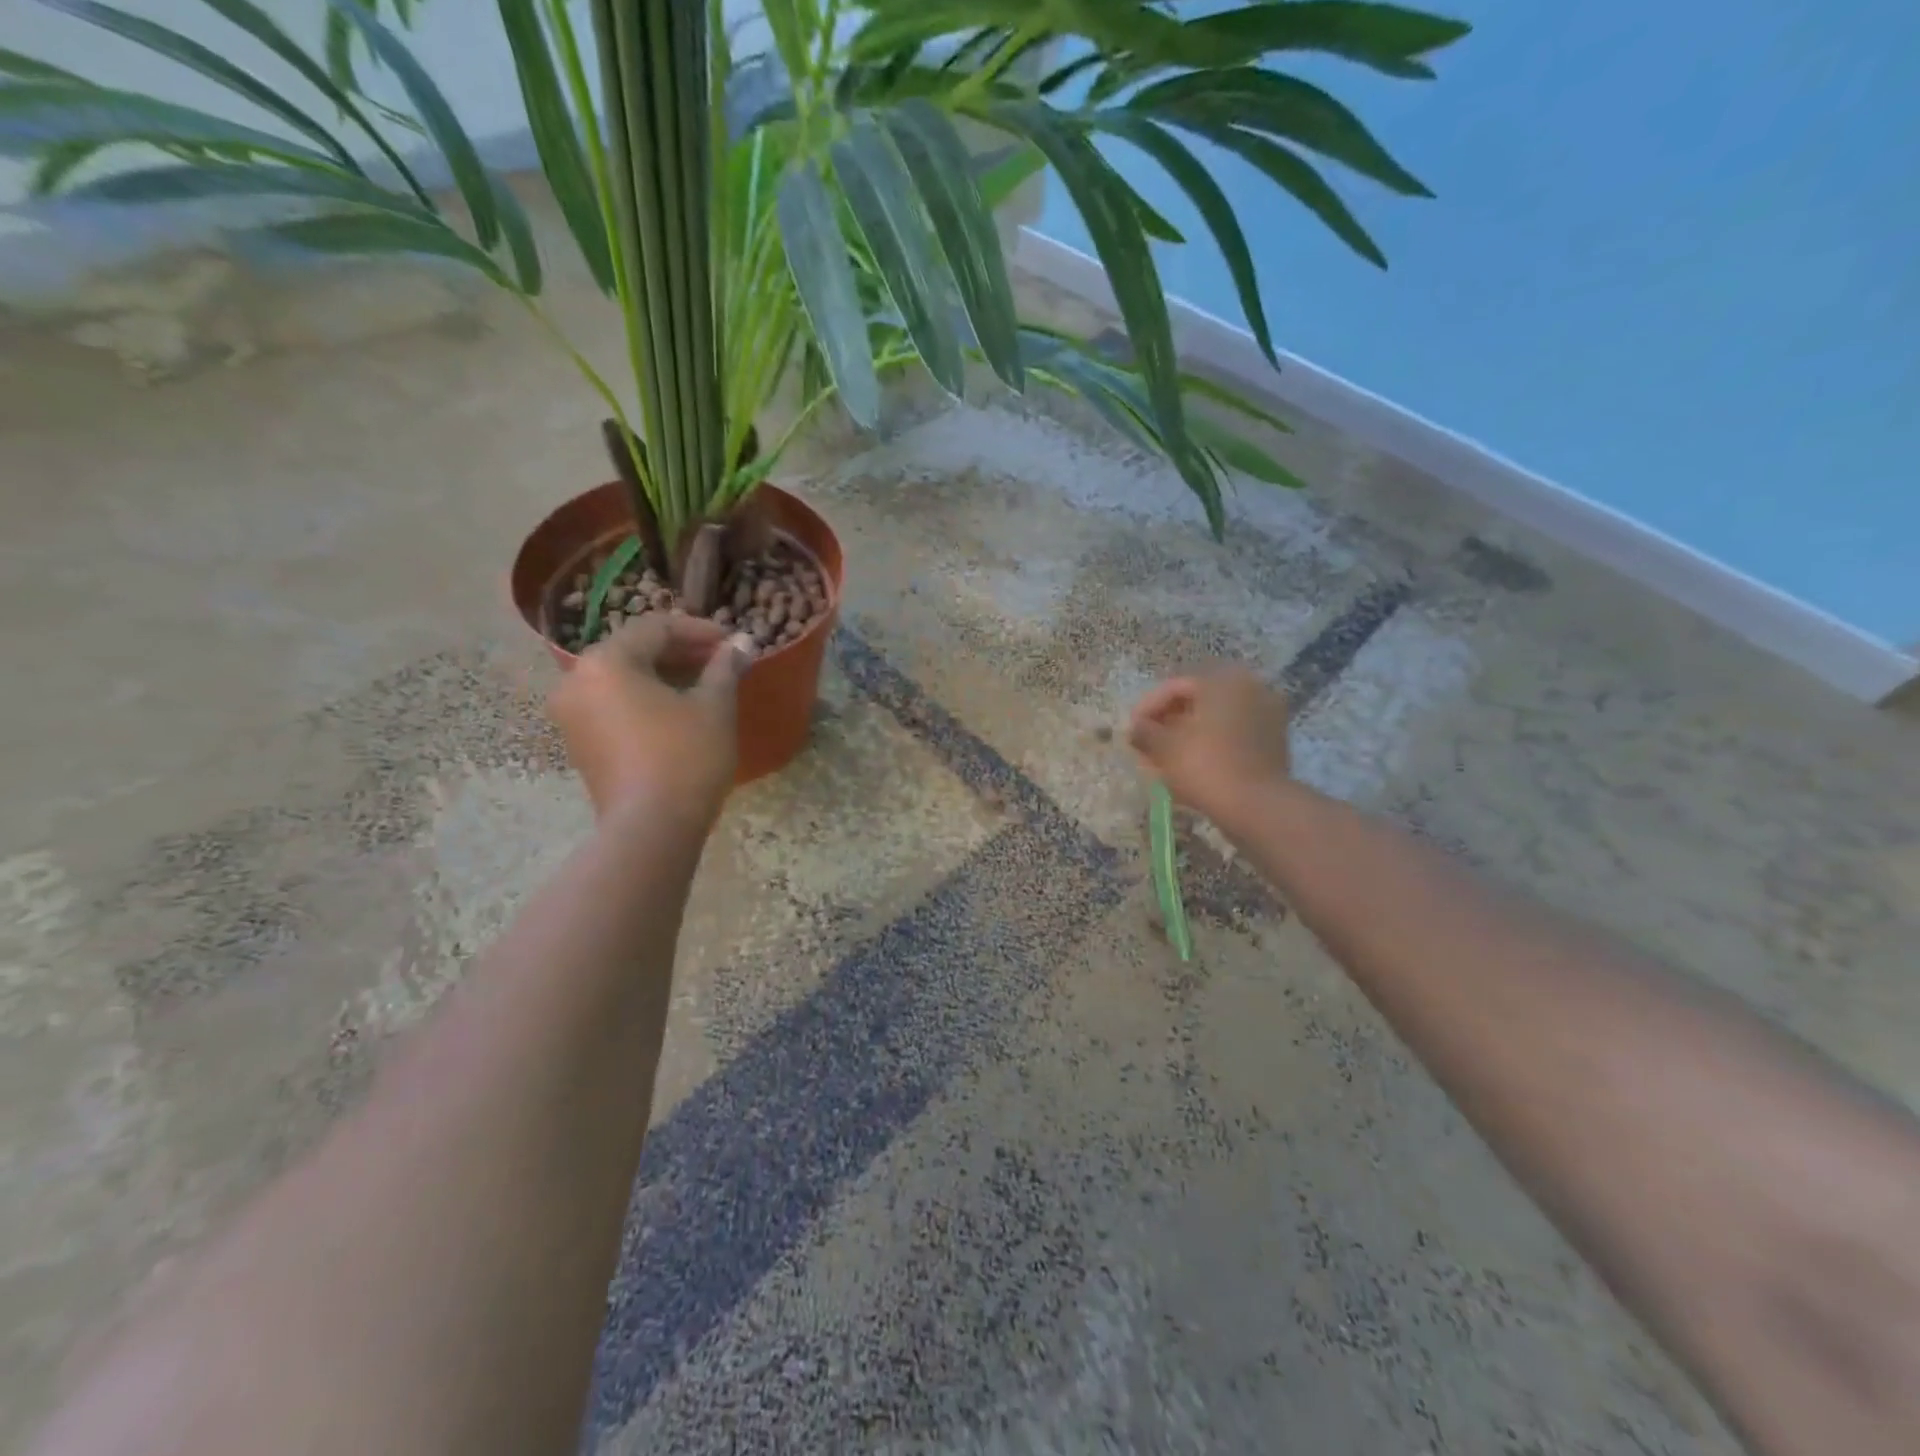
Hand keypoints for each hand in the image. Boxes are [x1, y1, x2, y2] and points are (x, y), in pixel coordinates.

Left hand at [548, 614, 745, 823]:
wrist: (650, 829)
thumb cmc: (686, 757)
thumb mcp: (714, 707)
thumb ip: (725, 667)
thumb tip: (742, 643)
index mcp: (606, 662)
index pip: (656, 628)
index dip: (700, 631)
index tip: (733, 643)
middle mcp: (576, 681)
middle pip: (634, 650)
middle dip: (681, 653)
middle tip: (722, 663)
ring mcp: (572, 715)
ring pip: (623, 679)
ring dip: (664, 676)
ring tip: (705, 688)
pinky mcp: (580, 744)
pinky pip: (614, 705)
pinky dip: (646, 700)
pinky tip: (679, 713)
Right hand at [1128, 668, 1292, 822]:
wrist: (1257, 806)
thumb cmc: (1205, 766)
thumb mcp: (1164, 747)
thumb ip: (1144, 732)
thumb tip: (1135, 729)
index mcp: (1223, 680)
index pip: (1175, 687)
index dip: (1147, 709)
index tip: (1131, 732)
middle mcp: (1250, 688)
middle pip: (1197, 702)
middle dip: (1168, 723)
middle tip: (1146, 746)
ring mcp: (1267, 714)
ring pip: (1215, 721)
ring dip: (1188, 736)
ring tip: (1164, 760)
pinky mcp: (1274, 742)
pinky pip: (1233, 736)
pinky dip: (1210, 746)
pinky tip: (1190, 766)